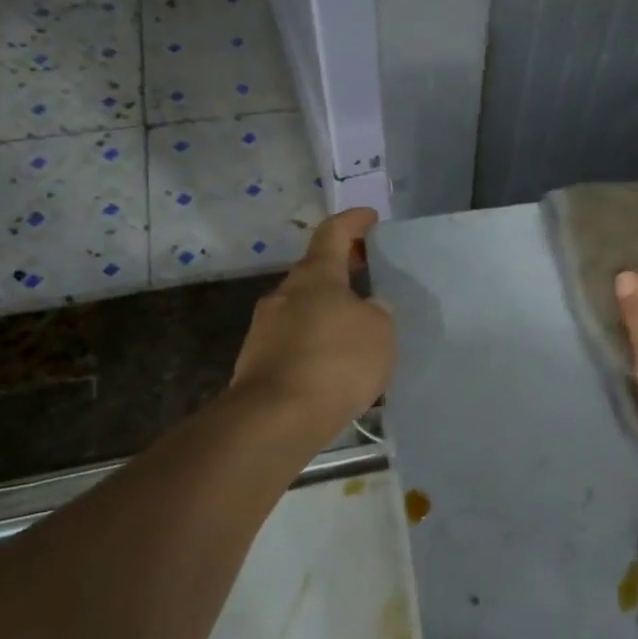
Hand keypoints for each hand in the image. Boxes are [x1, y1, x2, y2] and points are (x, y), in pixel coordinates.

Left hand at [229, 209, 394, 434]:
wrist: (275, 419)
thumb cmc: (336, 362)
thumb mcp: (380, 332)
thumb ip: (377, 312)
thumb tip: (367, 307)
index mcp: (316, 276)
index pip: (333, 233)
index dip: (353, 221)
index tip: (371, 218)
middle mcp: (285, 294)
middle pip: (316, 272)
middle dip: (343, 271)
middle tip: (370, 277)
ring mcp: (266, 328)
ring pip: (304, 309)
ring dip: (329, 312)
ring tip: (358, 332)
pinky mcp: (257, 362)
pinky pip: (295, 342)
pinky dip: (317, 344)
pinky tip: (335, 367)